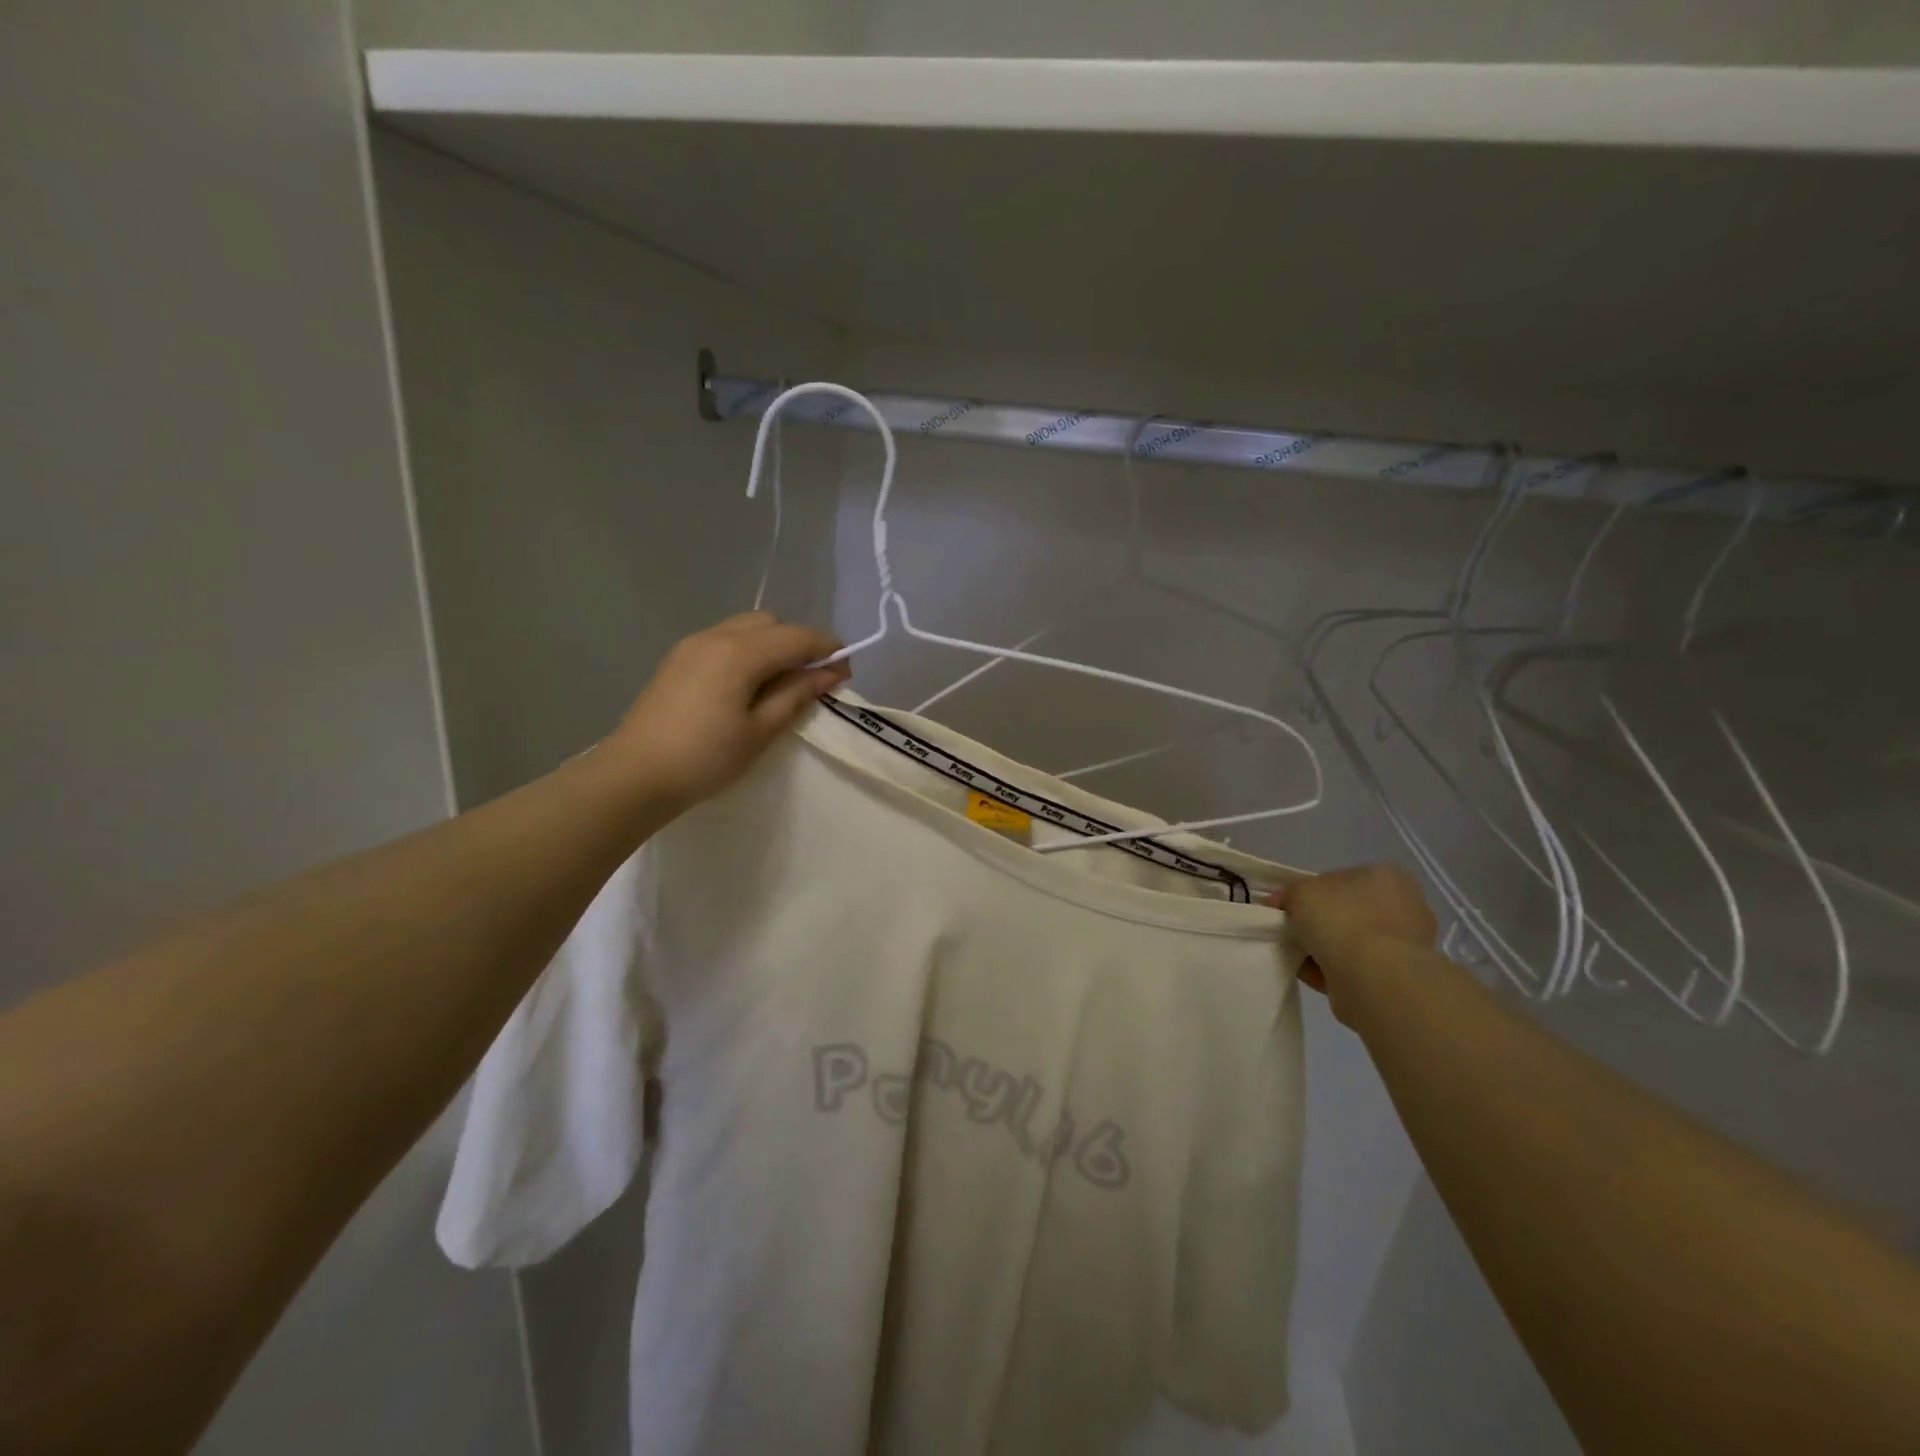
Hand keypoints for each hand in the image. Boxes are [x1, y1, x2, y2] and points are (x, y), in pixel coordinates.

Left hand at [607, 612, 849, 814]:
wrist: (635, 775)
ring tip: (781, 684)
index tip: (846, 673)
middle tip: (812, 680)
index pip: (797, 636)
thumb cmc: (705, 758)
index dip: (828, 649)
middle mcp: (715, 636)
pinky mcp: (677, 660)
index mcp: (738, 653)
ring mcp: (691, 645)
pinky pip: (724, 641)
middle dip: (797, 643)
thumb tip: (829, 673)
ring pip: (745, 628)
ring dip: (771, 646)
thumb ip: (796, 695)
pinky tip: (748, 686)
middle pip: (770, 623)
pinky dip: (746, 652)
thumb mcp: (760, 730)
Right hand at [1267, 863, 1436, 1024]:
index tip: (1287, 908)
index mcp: (1385, 875)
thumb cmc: (1340, 920)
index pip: (1340, 879)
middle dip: (1318, 923)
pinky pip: (1355, 967)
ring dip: (1323, 949)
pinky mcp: (1400, 977)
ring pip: (1350, 941)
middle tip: (1290, 932)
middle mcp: (1404, 905)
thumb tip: (1280, 904)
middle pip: (1346, 911)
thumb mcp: (1299, 891)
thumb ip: (1288, 894)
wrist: (1374, 978)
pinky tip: (1312, 974)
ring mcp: (1406, 944)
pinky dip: (1332, 971)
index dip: (1309, 893)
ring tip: (1298, 956)